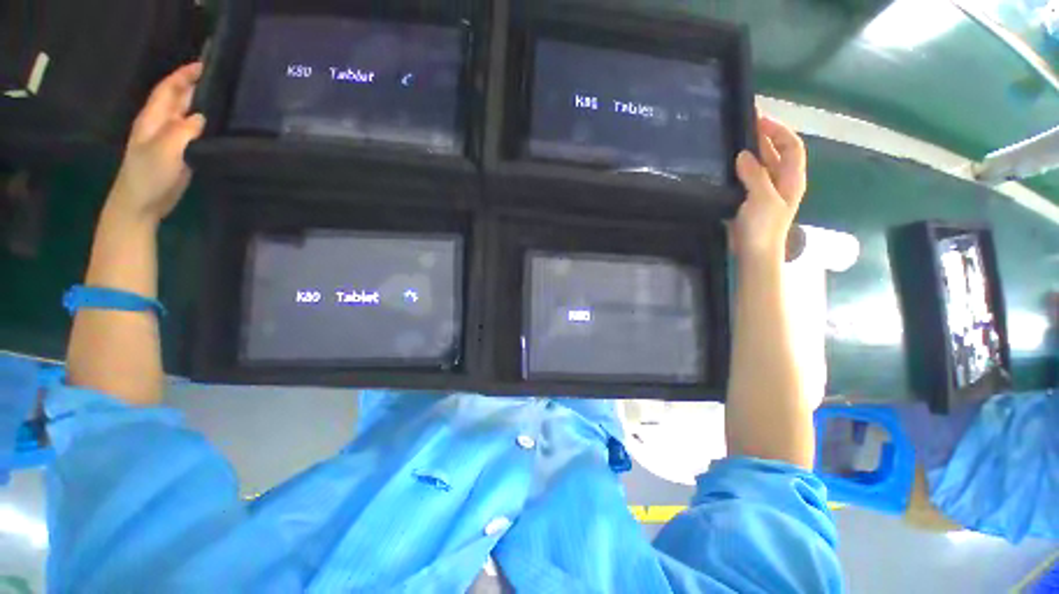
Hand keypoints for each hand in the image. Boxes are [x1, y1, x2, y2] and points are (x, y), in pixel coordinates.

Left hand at [109, 62, 206, 222]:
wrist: (142, 203)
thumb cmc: (148, 174)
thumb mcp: (165, 148)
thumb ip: (183, 129)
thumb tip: (202, 117)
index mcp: (153, 118)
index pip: (169, 89)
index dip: (184, 75)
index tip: (204, 65)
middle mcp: (162, 124)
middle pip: (178, 99)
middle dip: (194, 86)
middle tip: (219, 79)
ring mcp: (172, 140)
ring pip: (188, 116)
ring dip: (202, 106)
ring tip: (225, 99)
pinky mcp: (182, 154)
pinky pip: (196, 134)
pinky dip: (206, 126)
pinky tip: (220, 127)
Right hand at [732, 115, 806, 260]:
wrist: (755, 253)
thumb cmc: (764, 227)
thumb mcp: (763, 198)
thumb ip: (755, 175)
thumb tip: (743, 155)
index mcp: (791, 179)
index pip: (791, 146)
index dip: (778, 131)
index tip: (758, 120)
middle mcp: (782, 181)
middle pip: (778, 153)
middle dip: (765, 137)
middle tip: (744, 126)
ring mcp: (767, 192)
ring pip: (763, 165)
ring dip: (752, 151)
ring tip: (734, 141)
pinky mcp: (751, 200)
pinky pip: (749, 178)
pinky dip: (741, 168)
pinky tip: (728, 167)